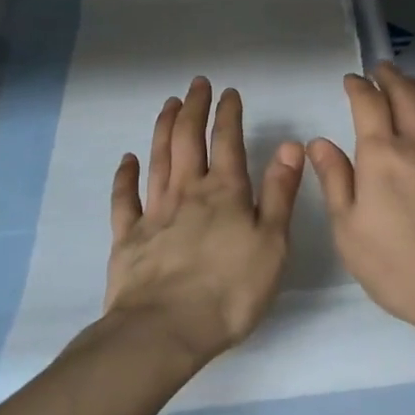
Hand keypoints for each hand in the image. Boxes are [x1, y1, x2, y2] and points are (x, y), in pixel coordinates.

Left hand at [106, 77, 301, 368]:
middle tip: (196, 84)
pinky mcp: (128, 238)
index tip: (229, 91)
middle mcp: (188, 192)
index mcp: (225, 192)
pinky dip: (125, 176)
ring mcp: (154, 213)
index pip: (227, 141)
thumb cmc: (230, 290)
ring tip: (168, 104)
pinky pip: (124, 199)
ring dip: (163, 128)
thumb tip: (290, 146)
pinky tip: (127, 159)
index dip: (228, 113)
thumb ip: (280, 193)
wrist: (165, 330)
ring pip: (158, 159)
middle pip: (187, 139)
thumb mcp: (272, 243)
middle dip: (193, 108)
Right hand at [307, 62, 414, 341]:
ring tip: (409, 84)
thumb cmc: (398, 265)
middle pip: (406, 94)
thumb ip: (335, 180)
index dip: (358, 86)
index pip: (369, 103)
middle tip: (381, 68)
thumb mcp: (349, 231)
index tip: (351, 79)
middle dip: (391, 76)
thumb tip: (319, 143)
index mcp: (382, 154)